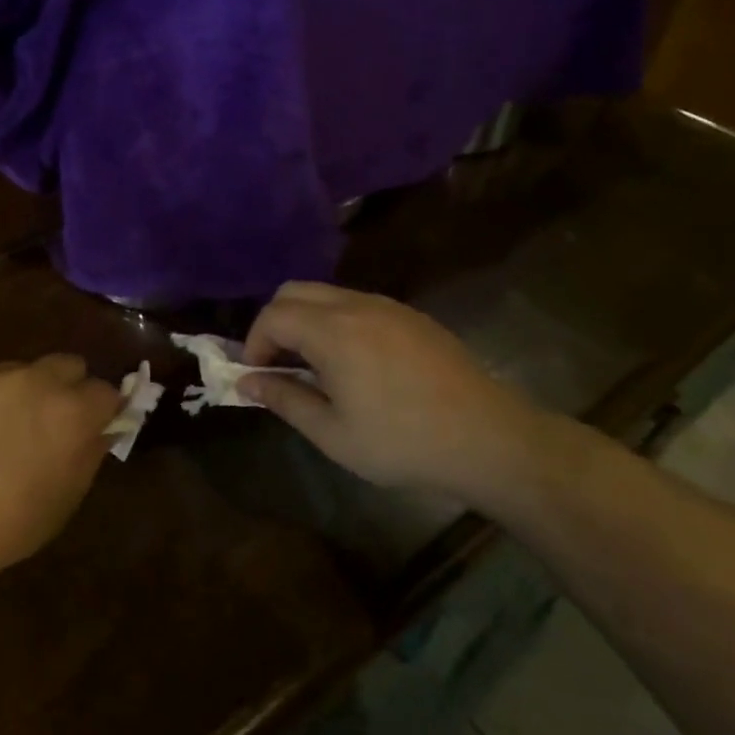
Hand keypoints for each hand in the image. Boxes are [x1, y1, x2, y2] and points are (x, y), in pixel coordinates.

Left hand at [0, 356, 123, 587]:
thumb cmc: (3, 529)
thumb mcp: (63, 502)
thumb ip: (89, 455)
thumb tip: (101, 429)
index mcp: (71, 413)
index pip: (106, 392)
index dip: (101, 411)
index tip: (90, 429)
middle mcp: (35, 381)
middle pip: (66, 366)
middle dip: (65, 389)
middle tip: (46, 424)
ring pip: (17, 371)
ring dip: (18, 393)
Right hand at [239, 282, 575, 513]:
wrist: (488, 438)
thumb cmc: (402, 442)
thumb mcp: (332, 433)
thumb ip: (284, 399)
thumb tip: (246, 383)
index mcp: (333, 331)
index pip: (273, 315)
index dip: (254, 343)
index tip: (257, 376)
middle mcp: (357, 305)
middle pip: (295, 292)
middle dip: (274, 323)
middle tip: (279, 365)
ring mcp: (388, 307)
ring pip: (327, 295)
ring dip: (306, 321)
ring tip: (314, 368)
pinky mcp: (411, 317)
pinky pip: (357, 304)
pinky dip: (336, 322)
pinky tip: (354, 364)